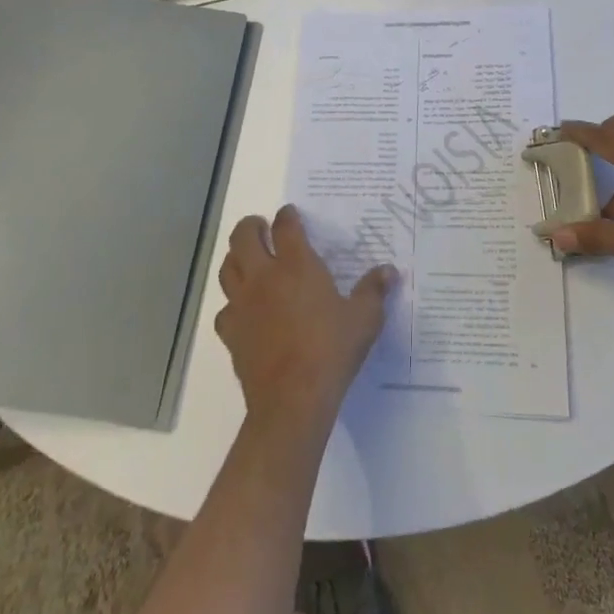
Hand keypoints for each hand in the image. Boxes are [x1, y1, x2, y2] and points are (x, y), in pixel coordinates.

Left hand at [215, 205, 393, 430]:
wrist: (292, 399)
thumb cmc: (331, 351)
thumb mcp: (364, 319)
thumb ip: (374, 291)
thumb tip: (389, 270)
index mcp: (296, 265)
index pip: (286, 227)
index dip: (287, 216)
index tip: (291, 214)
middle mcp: (264, 276)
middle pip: (244, 237)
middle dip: (251, 226)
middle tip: (260, 227)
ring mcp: (242, 304)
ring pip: (227, 268)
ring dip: (236, 257)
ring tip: (247, 259)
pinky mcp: (230, 333)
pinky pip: (224, 309)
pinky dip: (232, 303)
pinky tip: (243, 310)